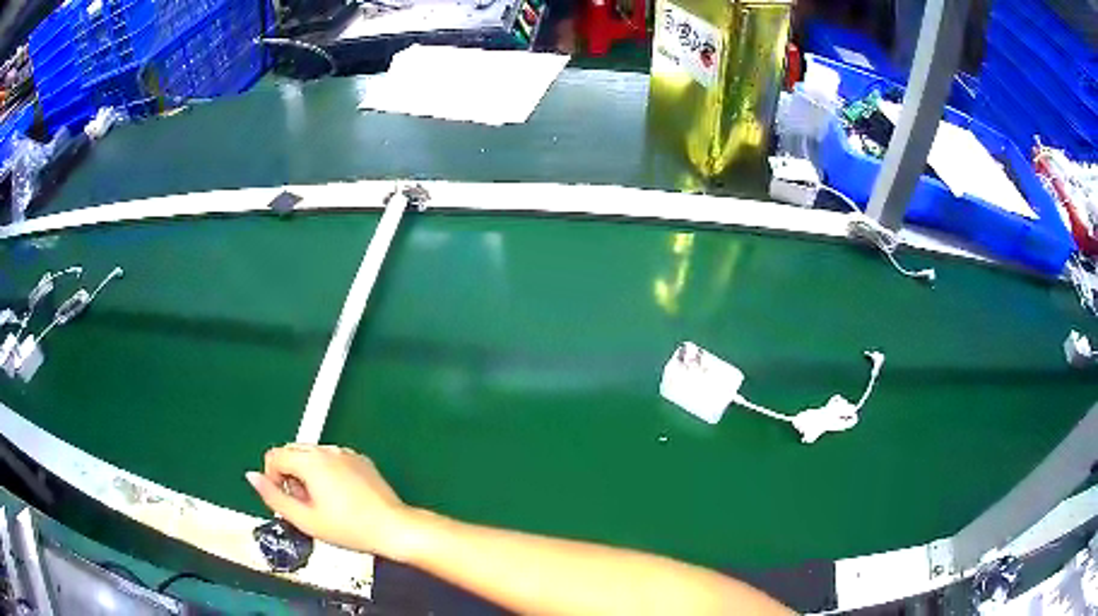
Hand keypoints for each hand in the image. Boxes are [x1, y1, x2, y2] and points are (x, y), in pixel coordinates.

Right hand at [246, 444, 413, 558]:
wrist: (393, 528)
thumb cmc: (350, 528)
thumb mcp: (305, 519)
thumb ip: (273, 497)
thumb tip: (251, 477)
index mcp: (311, 461)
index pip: (274, 455)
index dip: (272, 479)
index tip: (286, 501)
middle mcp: (327, 450)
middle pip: (292, 452)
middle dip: (289, 475)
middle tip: (303, 505)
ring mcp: (346, 453)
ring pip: (312, 455)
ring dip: (307, 473)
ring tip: (322, 504)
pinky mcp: (360, 460)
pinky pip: (332, 459)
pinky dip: (326, 472)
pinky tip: (340, 498)